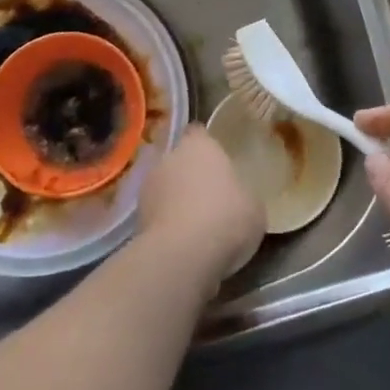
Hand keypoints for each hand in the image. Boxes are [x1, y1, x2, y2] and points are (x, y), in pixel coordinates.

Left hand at [136, 125, 264, 285]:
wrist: (183, 255)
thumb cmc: (226, 217)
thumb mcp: (254, 205)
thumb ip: (241, 193)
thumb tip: (236, 197)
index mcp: (199, 144)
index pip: (199, 133)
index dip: (207, 148)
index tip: (218, 163)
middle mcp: (169, 157)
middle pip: (179, 161)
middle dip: (189, 175)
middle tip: (208, 197)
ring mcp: (147, 187)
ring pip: (164, 188)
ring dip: (174, 201)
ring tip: (194, 226)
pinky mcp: (135, 219)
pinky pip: (156, 216)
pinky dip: (165, 226)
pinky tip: (182, 244)